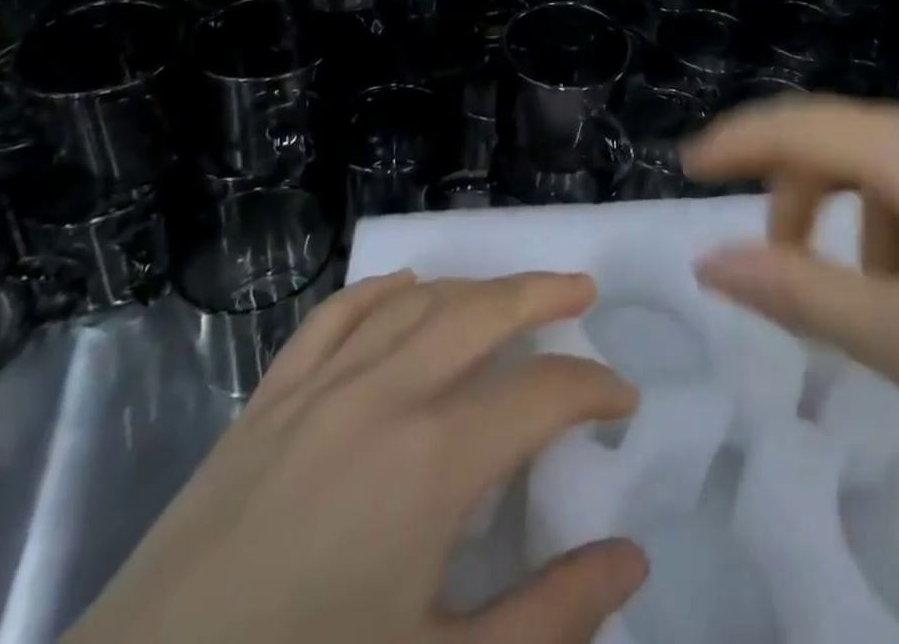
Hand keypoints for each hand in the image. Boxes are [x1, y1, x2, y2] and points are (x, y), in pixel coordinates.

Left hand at [64, 271, 646, 643]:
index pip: (542, 393)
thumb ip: (549, 620)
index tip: (623, 401)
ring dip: (473, 288)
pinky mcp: (267, 400)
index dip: (594, 390)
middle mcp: (382, 396)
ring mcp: (318, 388)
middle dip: (542, 294)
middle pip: (482, 312)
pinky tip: (405, 288)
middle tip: (582, 290)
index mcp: (432, 462)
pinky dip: (382, 290)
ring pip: (415, 302)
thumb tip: (630, 559)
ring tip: (509, 293)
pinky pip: (337, 315)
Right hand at [684, 99, 898, 643]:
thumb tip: (708, 259)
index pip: (800, 124)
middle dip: (795, 196)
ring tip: (870, 299)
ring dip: (851, 215)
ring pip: (886, 159)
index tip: (686, 165)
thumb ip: (793, 292)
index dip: (735, 141)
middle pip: (842, 138)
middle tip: (780, 269)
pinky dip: (898, 216)